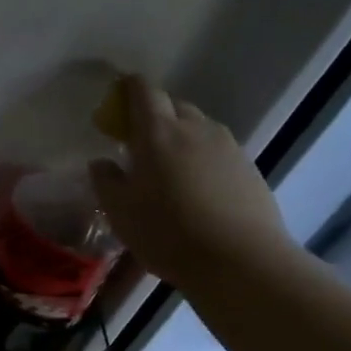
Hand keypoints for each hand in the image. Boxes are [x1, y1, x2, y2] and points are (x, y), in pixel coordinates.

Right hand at [89, 78, 295, 287]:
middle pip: (173, 105)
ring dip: (179, 136)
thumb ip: (106, 181)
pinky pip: (217, 149)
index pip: (143, 91)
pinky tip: (196, 188)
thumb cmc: (168, 233)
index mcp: (158, 133)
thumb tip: (102, 162)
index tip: (116, 101)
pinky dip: (201, 157)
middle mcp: (195, 129)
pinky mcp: (248, 167)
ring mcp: (227, 146)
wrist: (240, 261)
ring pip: (198, 126)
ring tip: (168, 168)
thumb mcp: (120, 212)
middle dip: (153, 114)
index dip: (127, 89)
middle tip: (137, 142)